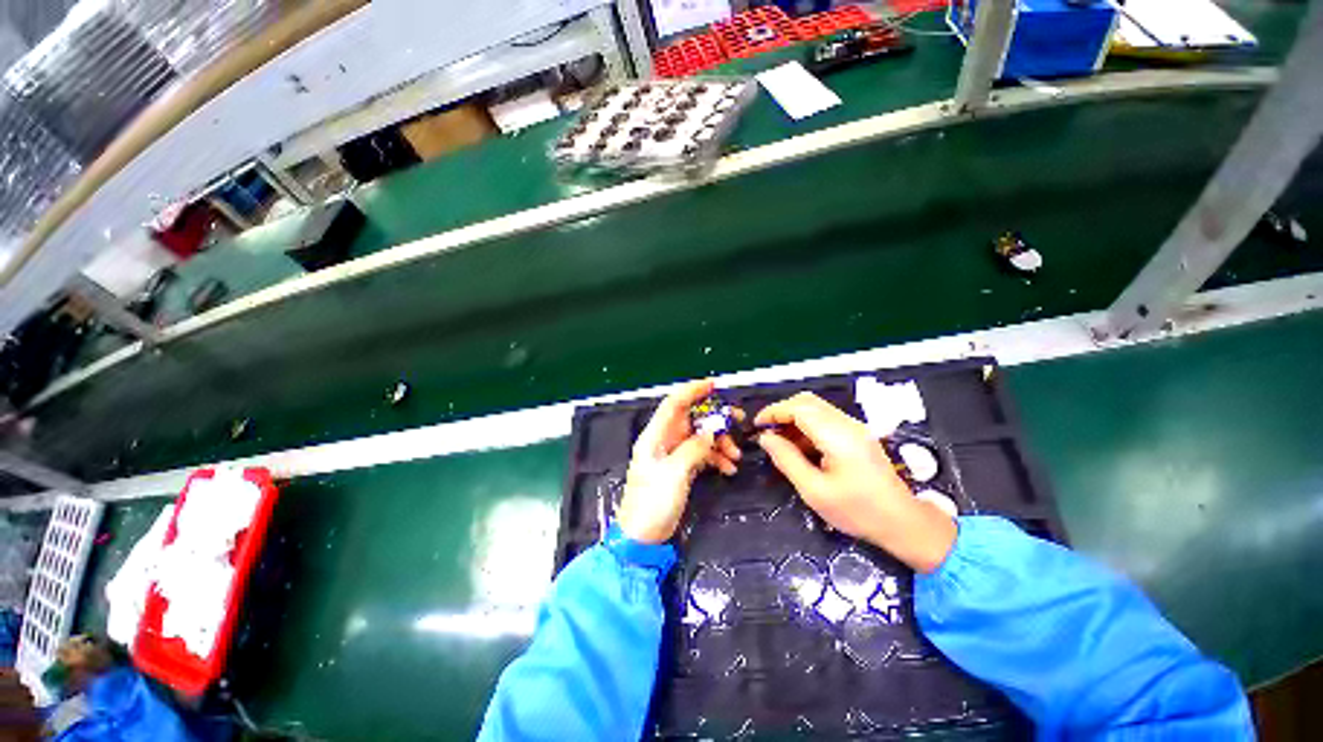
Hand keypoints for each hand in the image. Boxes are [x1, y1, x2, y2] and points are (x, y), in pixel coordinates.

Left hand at [616, 379, 741, 543]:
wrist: (643, 537)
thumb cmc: (652, 503)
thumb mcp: (674, 473)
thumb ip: (694, 448)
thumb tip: (712, 431)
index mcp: (655, 436)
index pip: (674, 404)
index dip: (692, 391)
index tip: (714, 385)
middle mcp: (663, 440)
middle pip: (691, 419)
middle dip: (715, 419)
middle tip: (738, 420)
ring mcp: (673, 454)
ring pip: (700, 436)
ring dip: (719, 442)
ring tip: (735, 455)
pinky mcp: (680, 468)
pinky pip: (701, 453)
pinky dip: (715, 457)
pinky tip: (728, 468)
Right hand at [756, 392, 955, 572]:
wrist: (902, 522)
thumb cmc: (857, 510)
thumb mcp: (814, 490)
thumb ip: (787, 460)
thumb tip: (765, 438)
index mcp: (837, 436)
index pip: (799, 408)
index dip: (774, 412)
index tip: (757, 425)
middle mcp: (847, 424)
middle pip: (807, 402)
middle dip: (782, 412)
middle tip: (766, 432)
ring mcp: (854, 427)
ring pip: (816, 408)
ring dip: (793, 419)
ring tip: (779, 442)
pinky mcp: (857, 434)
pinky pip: (825, 420)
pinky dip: (806, 426)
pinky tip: (799, 447)